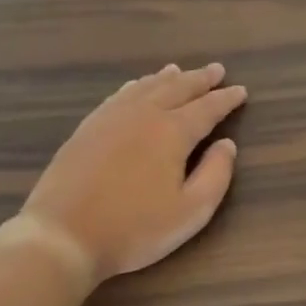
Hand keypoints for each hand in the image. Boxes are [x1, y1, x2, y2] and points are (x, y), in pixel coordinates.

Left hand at [22, 63, 247, 282]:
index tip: (241, 91)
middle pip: (177, 88)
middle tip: (216, 70)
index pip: (207, 108)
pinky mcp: (87, 128)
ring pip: (146, 87)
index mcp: (172, 132)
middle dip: (200, 79)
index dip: (226, 99)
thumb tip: (227, 145)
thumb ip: (215, 175)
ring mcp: (111, 118)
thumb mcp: (190, 212)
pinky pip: (119, 95)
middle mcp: (144, 114)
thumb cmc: (134, 228)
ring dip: (168, 78)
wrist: (63, 235)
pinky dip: (136, 86)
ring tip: (180, 71)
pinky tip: (136, 86)